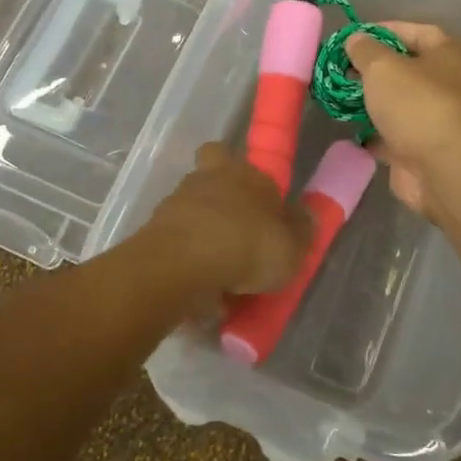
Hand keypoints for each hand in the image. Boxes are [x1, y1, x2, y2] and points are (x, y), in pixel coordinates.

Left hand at [143, 144, 310, 294]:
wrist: (181, 264)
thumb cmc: (246, 245)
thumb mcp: (291, 247)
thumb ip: (301, 231)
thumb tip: (305, 216)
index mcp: (245, 173)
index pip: (253, 169)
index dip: (260, 191)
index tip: (268, 218)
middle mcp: (209, 179)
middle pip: (214, 179)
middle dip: (223, 202)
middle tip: (239, 235)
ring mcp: (177, 203)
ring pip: (194, 213)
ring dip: (205, 236)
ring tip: (223, 277)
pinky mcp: (154, 231)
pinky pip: (178, 244)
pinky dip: (189, 262)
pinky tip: (203, 290)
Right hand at [344, 23, 460, 225]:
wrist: (444, 169)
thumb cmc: (418, 105)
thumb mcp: (383, 67)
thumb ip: (365, 51)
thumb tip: (355, 40)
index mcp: (449, 55)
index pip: (416, 32)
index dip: (383, 31)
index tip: (352, 37)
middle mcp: (449, 84)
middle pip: (407, 69)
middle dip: (372, 69)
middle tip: (340, 70)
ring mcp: (437, 120)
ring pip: (398, 105)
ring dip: (371, 103)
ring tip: (338, 98)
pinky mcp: (423, 151)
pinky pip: (393, 136)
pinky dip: (373, 134)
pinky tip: (349, 130)